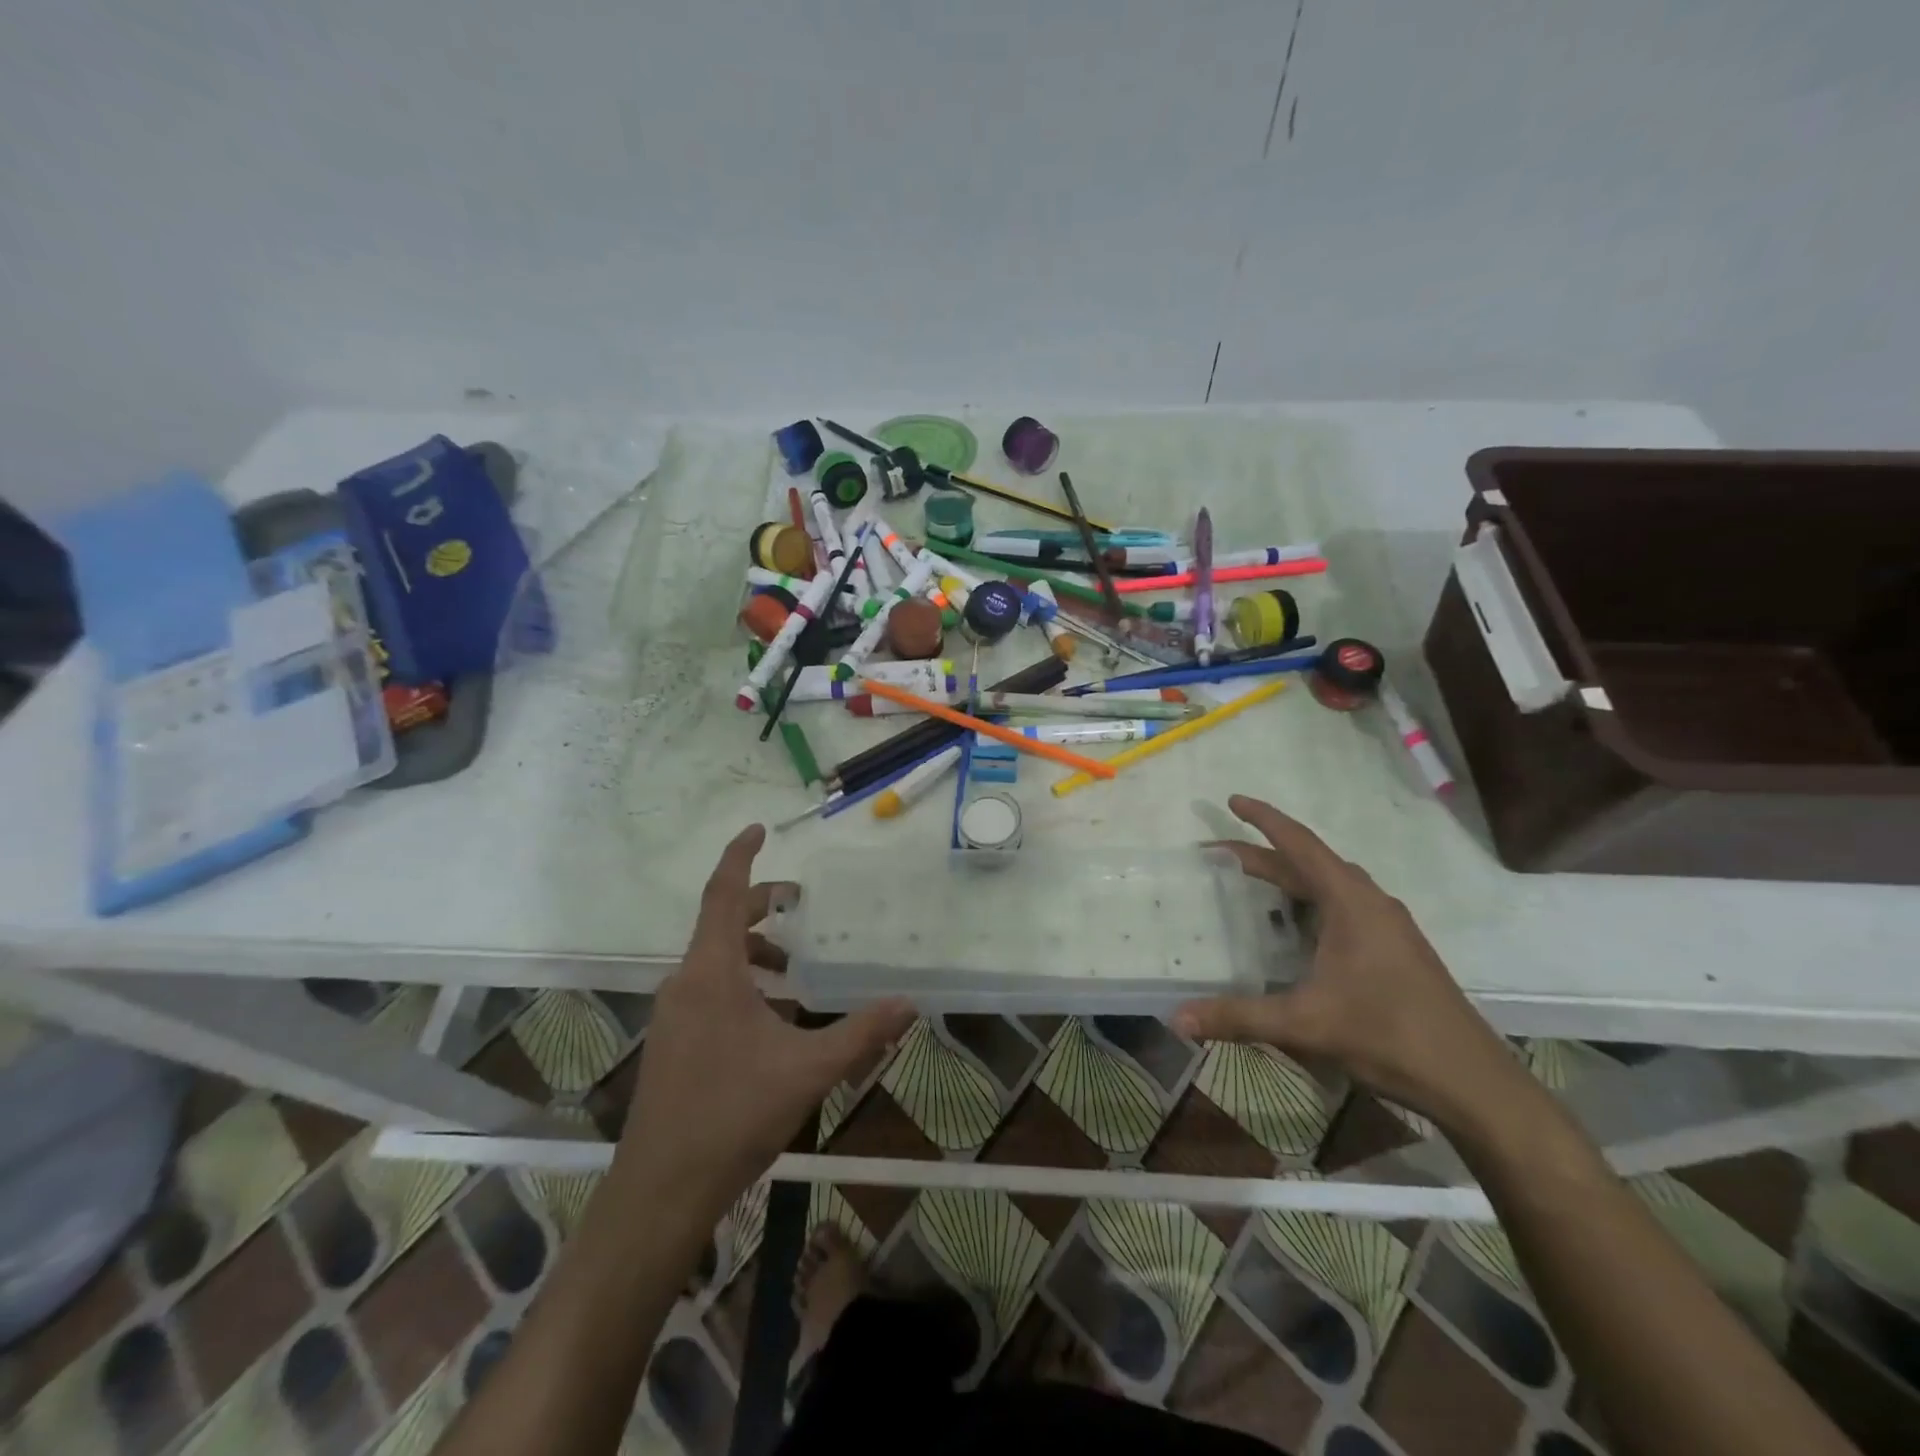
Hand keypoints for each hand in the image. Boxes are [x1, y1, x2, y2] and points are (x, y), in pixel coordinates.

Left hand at [619, 825, 914, 1216]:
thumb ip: (861, 1034)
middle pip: (722, 921)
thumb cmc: (732, 1116)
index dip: (741, 856)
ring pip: (715, 959)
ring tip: (796, 969)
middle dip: (762, 904)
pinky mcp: (672, 1041)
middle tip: (802, 903)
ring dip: (755, 950)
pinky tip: (774, 1018)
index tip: (759, 828)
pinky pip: (709, 989)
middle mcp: (686, 982)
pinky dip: (742, 982)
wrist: (660, 1191)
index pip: (723, 893)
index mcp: (712, 972)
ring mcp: (674, 1014)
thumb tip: (909, 1004)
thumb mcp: (808, 1070)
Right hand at [1172, 796, 1526, 1130]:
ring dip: (1290, 878)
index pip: (1300, 845)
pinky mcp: (1395, 949)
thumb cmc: (1387, 1035)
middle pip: (1310, 864)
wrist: (1470, 1081)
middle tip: (1219, 854)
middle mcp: (1371, 903)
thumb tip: (1177, 1018)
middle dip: (1264, 855)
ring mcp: (1387, 926)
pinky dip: (1310, 902)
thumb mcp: (1305, 1023)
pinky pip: (1343, 907)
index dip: (1264, 820)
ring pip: (1330, 886)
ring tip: (1251, 883)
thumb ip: (1239, 1016)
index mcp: (1351, 902)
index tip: (1233, 801)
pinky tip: (1296, 928)